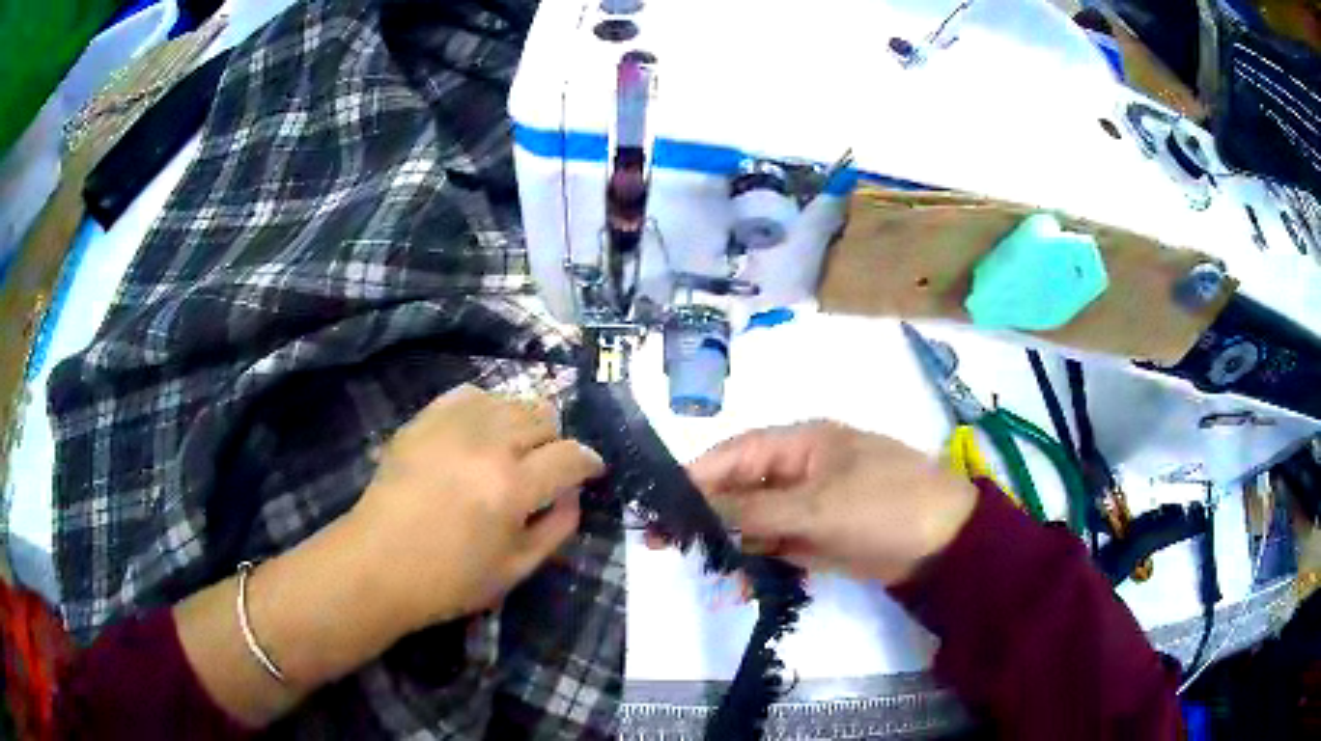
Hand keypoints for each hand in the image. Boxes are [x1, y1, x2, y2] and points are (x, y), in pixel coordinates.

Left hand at [346, 384, 604, 632]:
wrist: (377, 564)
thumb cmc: (448, 580)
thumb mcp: (516, 570)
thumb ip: (557, 529)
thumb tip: (575, 494)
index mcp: (513, 488)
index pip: (571, 455)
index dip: (589, 462)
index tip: (590, 472)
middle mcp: (487, 444)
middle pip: (544, 416)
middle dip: (555, 442)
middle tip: (543, 470)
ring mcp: (451, 425)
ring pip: (511, 399)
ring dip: (523, 424)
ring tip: (511, 452)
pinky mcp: (424, 419)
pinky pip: (470, 393)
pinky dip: (486, 409)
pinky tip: (479, 434)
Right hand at [687, 421, 976, 584]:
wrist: (945, 544)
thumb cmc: (883, 506)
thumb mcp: (816, 505)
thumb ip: (754, 507)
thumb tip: (696, 504)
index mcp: (800, 444)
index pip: (734, 454)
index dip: (695, 478)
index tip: (658, 508)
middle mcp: (799, 470)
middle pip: (739, 489)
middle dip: (706, 516)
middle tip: (665, 546)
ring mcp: (809, 506)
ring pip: (754, 522)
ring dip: (732, 545)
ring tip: (714, 575)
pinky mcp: (819, 537)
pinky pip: (776, 547)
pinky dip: (759, 563)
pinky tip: (745, 585)